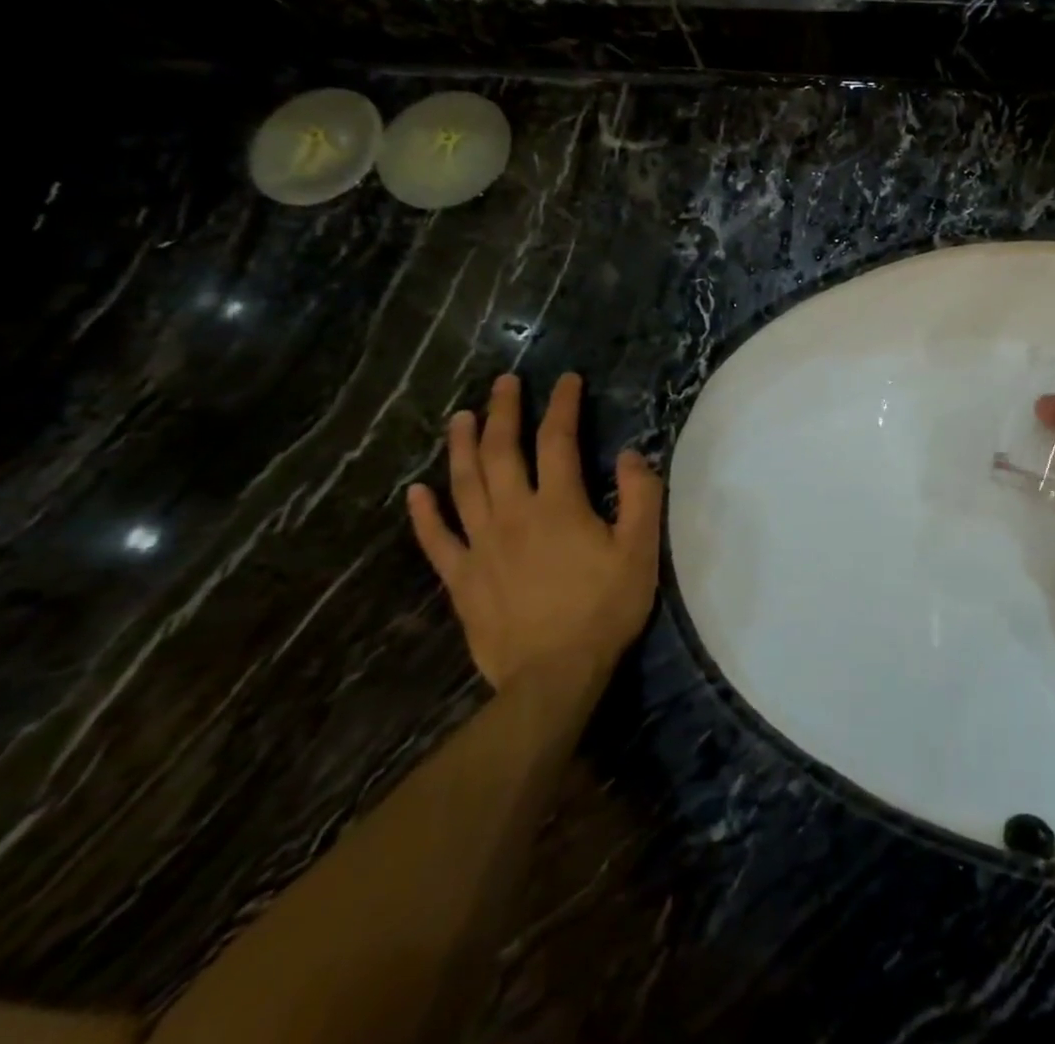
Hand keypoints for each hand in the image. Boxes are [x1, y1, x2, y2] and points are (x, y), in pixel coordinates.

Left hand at [407, 372, 662, 692]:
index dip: (562, 406)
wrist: (553, 675)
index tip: (566, 379)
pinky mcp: (461, 578)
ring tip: (460, 417)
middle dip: (503, 412)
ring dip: (461, 447)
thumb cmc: (604, 609)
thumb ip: (640, 497)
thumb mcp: (639, 550)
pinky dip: (424, 513)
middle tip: (504, 383)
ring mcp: (480, 546)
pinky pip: (436, 540)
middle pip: (501, 452)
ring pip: (464, 485)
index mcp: (558, 506)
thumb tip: (630, 454)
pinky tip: (415, 492)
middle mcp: (513, 515)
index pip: (558, 441)